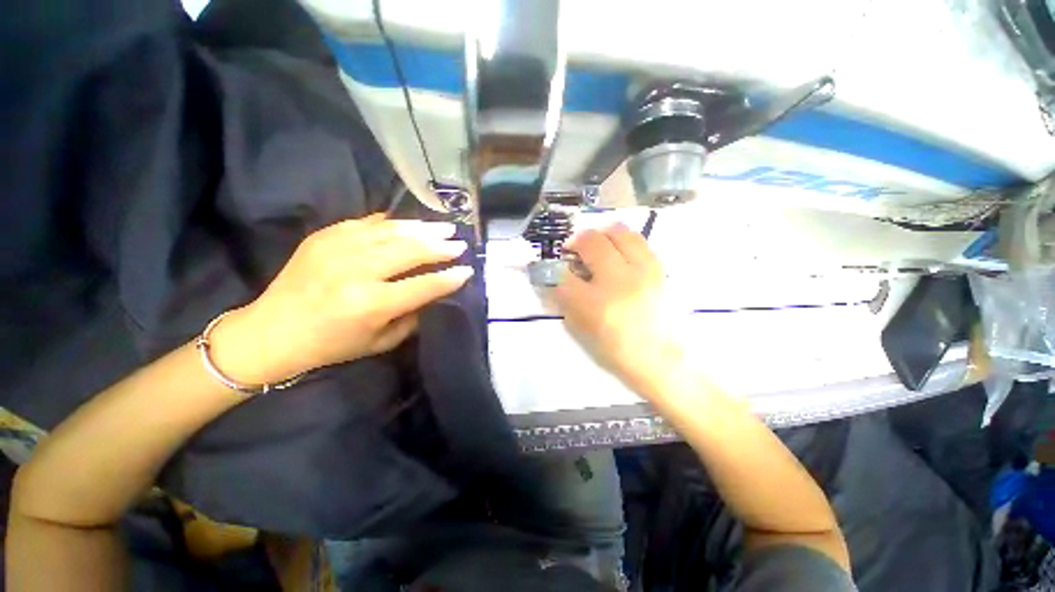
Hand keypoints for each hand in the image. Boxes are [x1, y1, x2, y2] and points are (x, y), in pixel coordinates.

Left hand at [211, 214, 472, 384]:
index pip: (423, 285)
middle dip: (440, 246)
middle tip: (459, 243)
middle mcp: (356, 271)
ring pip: (392, 231)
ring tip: (443, 227)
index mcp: (371, 304)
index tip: (467, 270)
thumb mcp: (380, 342)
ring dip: (422, 229)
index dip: (449, 278)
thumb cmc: (331, 345)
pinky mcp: (324, 236)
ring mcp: (337, 248)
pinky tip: (409, 224)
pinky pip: (367, 222)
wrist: (271, 331)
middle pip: (410, 251)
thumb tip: (434, 293)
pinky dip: (392, 222)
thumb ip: (412, 317)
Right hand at [553, 224, 685, 395]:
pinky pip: (638, 241)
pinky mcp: (659, 269)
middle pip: (591, 242)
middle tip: (572, 249)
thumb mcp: (585, 332)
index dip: (555, 272)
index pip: (563, 276)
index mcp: (596, 305)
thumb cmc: (620, 352)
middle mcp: (618, 281)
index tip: (555, 272)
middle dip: (575, 241)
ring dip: (600, 234)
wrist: (665, 360)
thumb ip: (568, 304)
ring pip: (618, 232)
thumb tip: (560, 281)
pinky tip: (618, 252)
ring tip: (596, 245)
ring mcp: (643, 271)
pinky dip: (622, 241)